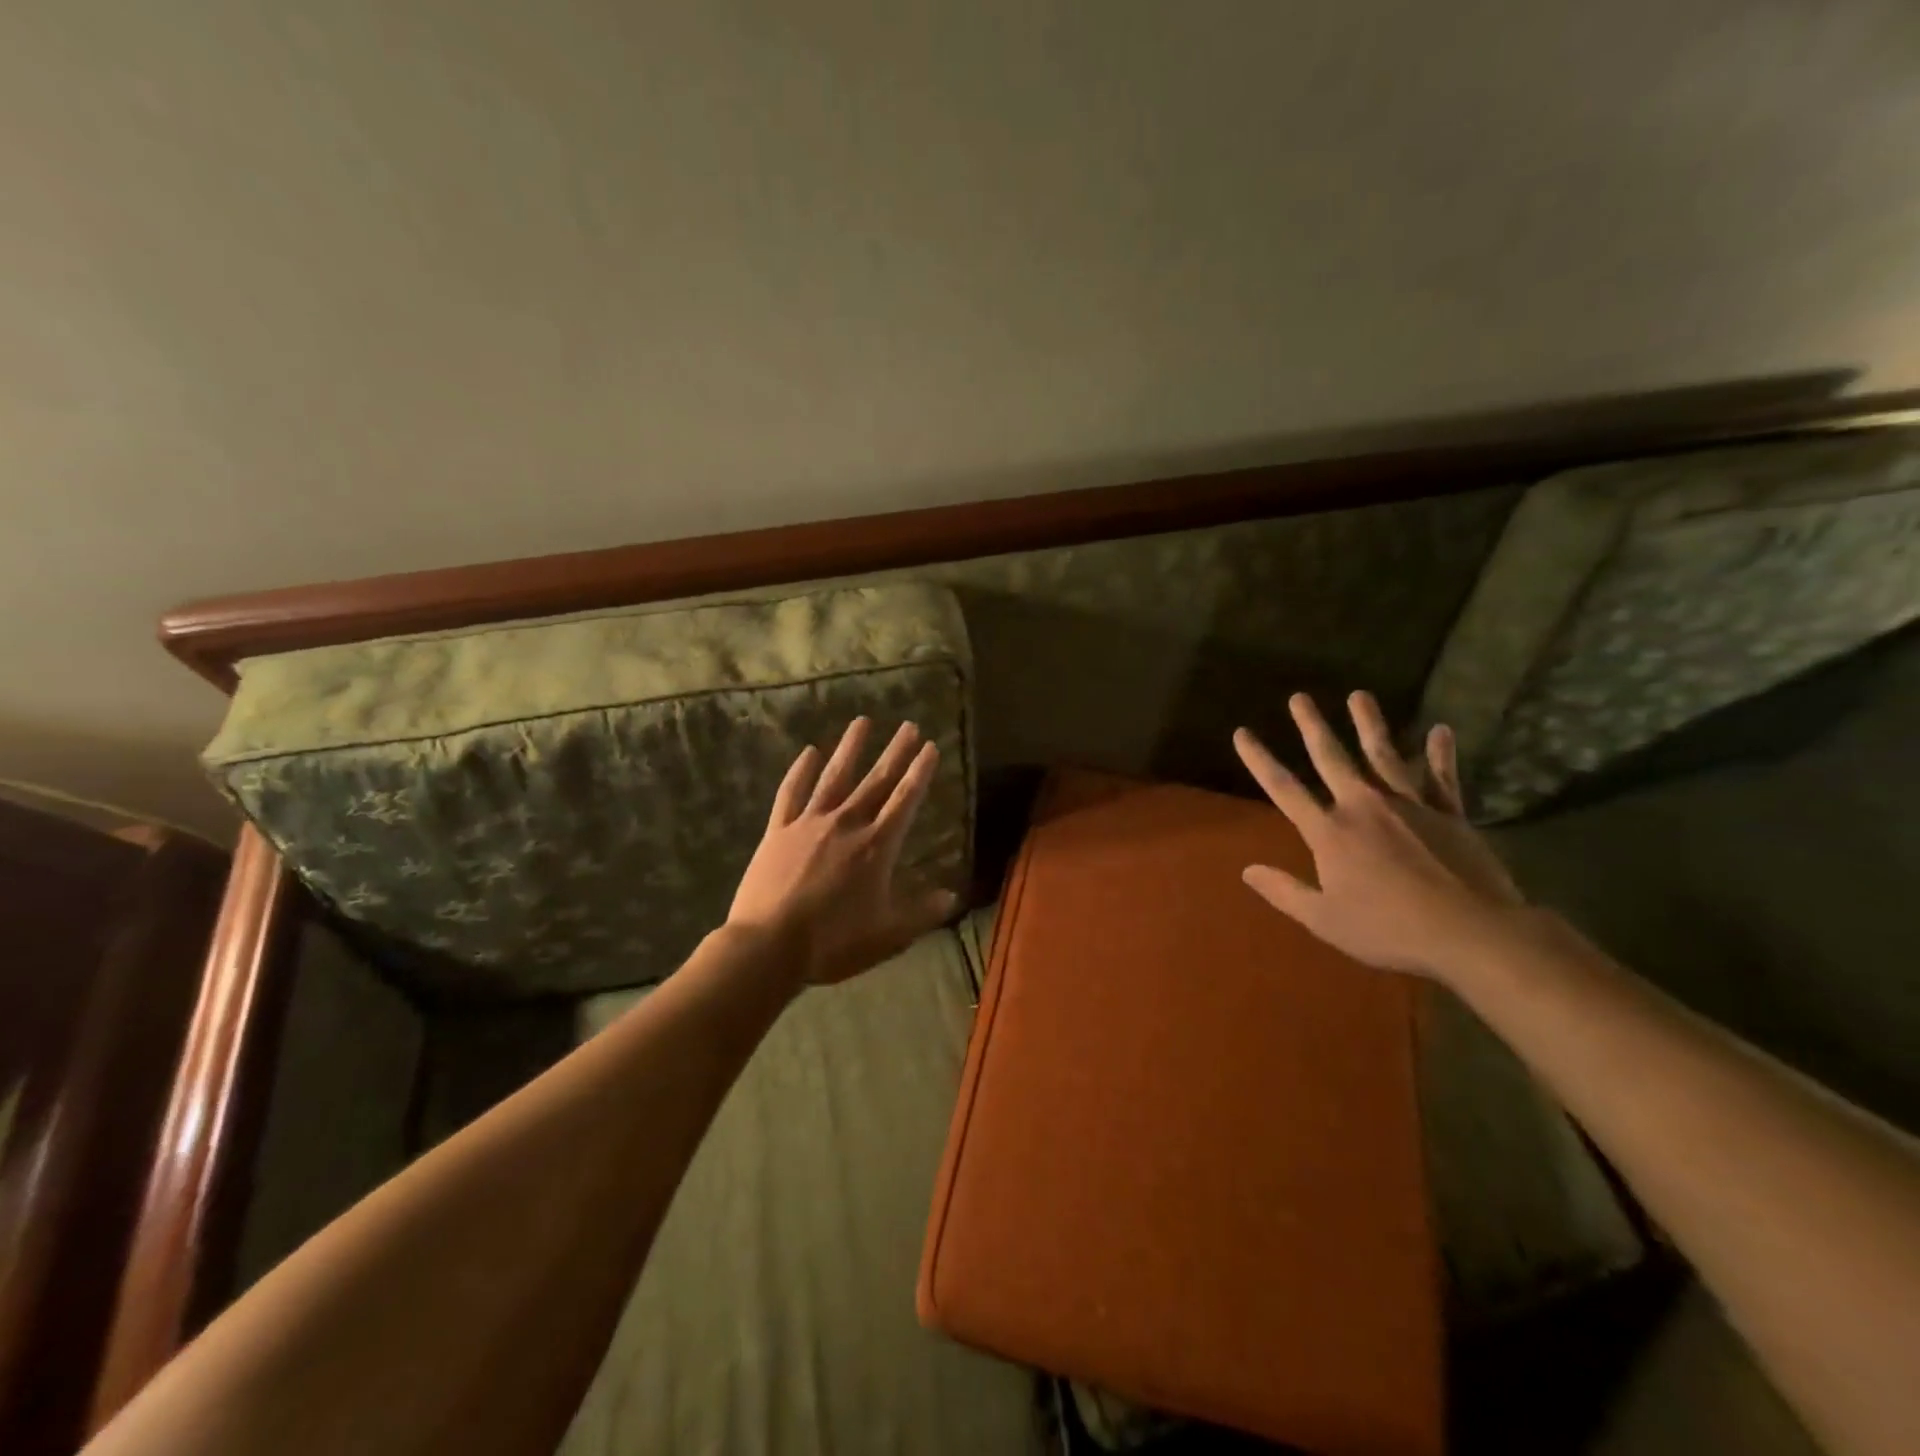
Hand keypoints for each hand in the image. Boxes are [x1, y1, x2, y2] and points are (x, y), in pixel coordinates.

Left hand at [728, 718, 958, 987]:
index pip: (905, 800)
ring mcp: (809, 823)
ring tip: (862, 721)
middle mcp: (846, 824)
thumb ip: (922, 913)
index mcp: (877, 847)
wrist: (769, 946)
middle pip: (876, 781)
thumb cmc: (834, 942)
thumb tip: (952, 896)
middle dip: (895, 752)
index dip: (920, 772)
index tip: (930, 746)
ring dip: (850, 748)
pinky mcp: (778, 831)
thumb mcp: (888, 934)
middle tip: (908, 725)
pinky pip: (791, 793)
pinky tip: (808, 752)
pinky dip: (800, 771)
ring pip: (834, 777)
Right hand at [1233, 691, 1523, 979]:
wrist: (1471, 933)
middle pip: (1332, 758)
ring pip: (1383, 755)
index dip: (1260, 759)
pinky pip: (1442, 778)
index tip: (1242, 732)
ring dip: (1369, 724)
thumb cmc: (1389, 929)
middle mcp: (1364, 807)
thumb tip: (1247, 870)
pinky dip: (1440, 754)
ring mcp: (1409, 806)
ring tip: (1359, 695)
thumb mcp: (1324, 919)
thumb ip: (1284, 891)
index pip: (1284, 788)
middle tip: (1300, 697)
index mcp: (1330, 832)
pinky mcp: (1449, 814)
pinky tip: (1440, 731)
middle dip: (1312, 726)